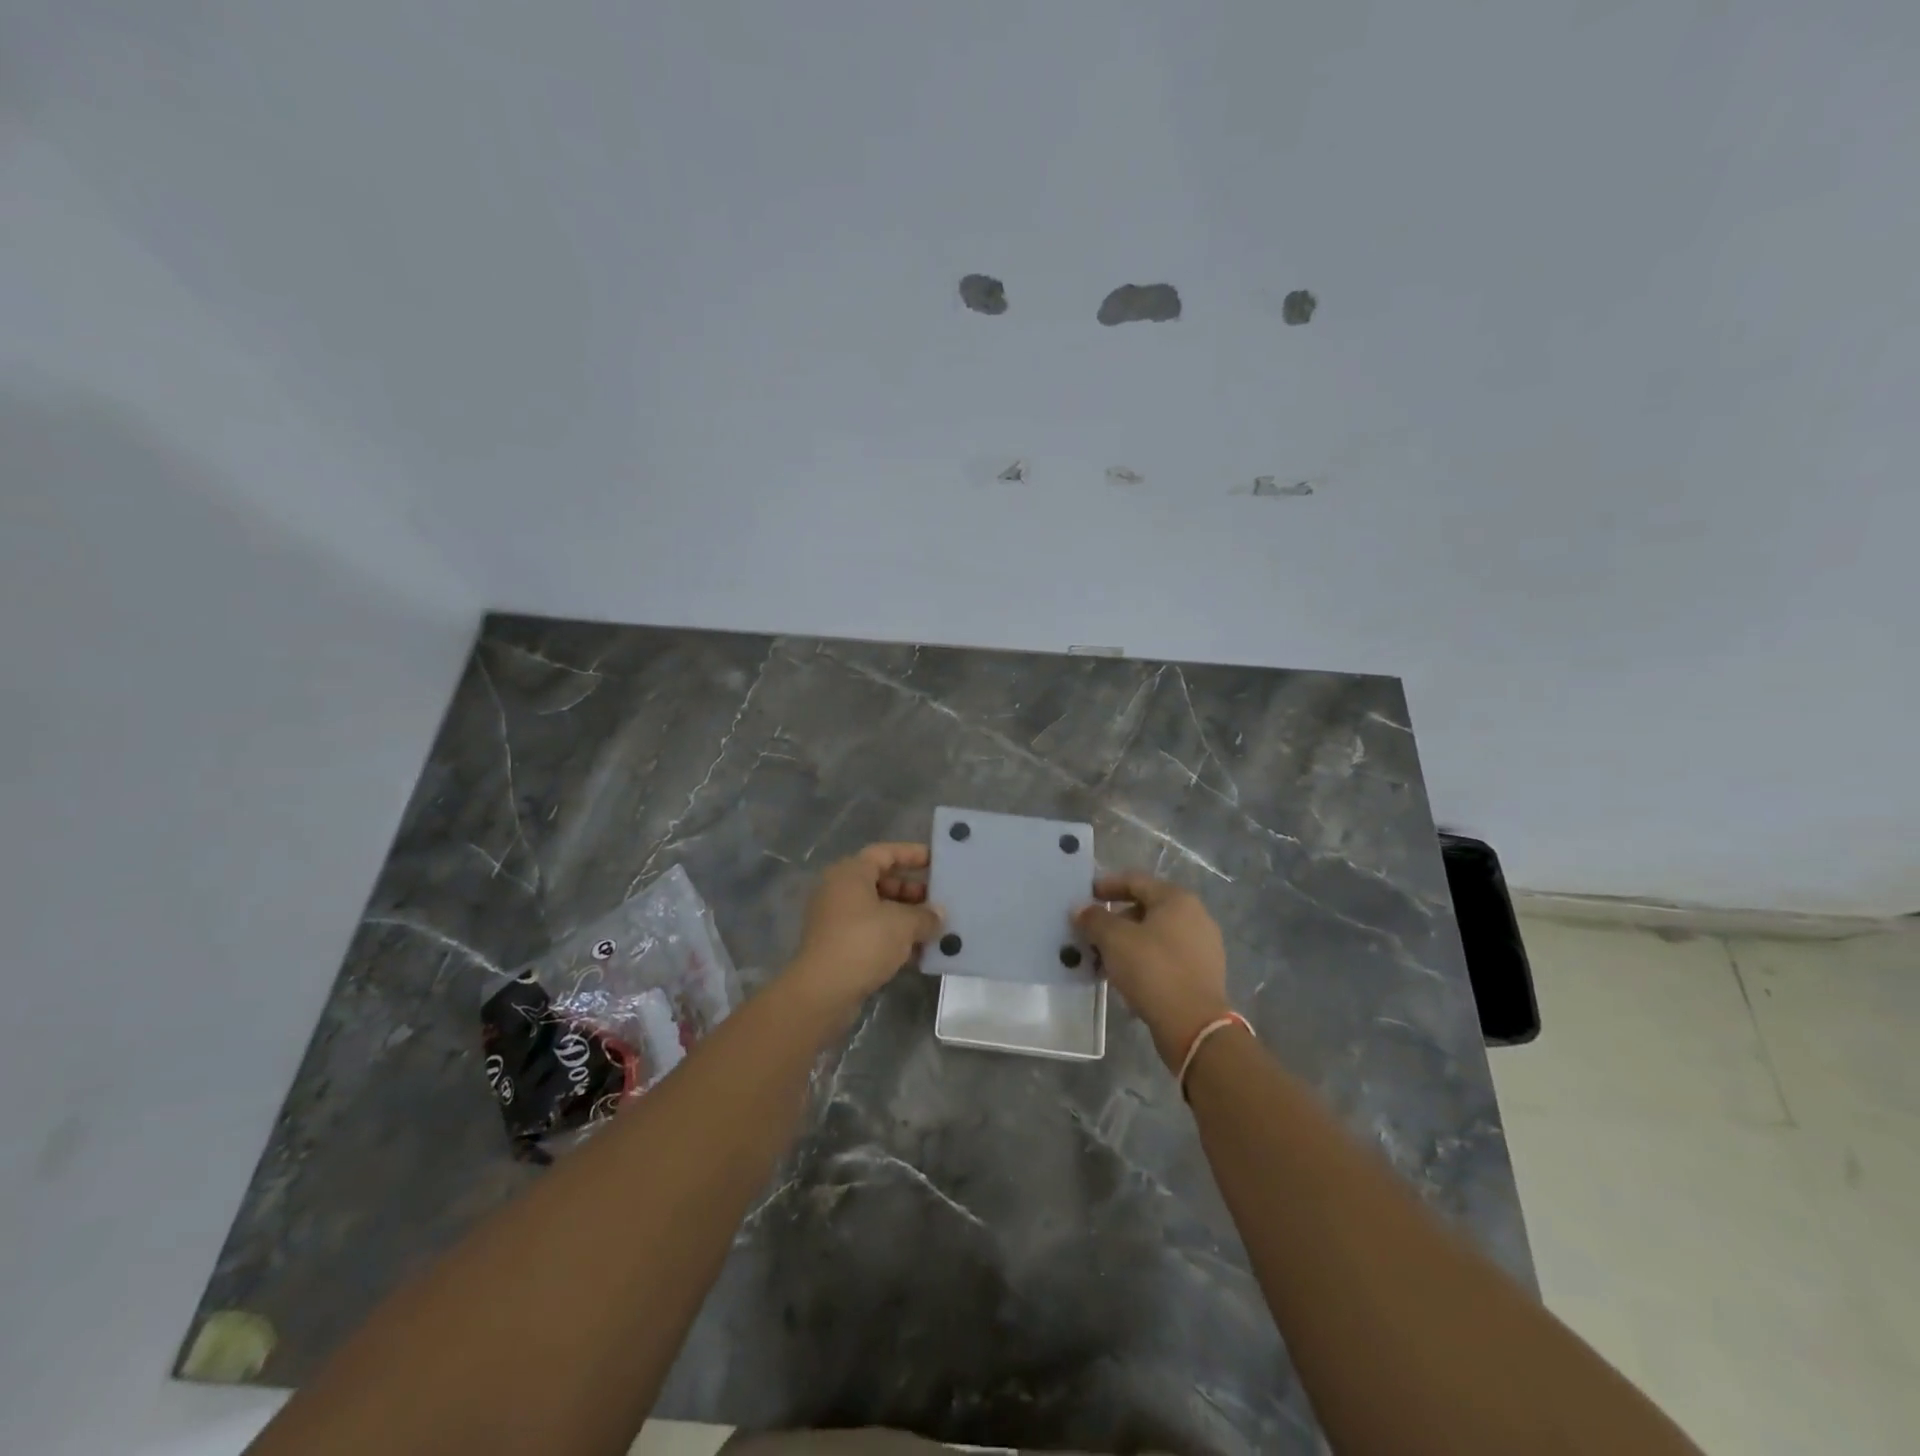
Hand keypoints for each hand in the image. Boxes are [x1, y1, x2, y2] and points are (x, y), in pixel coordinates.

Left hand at [786, 843, 943, 1011]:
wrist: (823, 991)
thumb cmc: (863, 942)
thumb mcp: (903, 924)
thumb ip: (925, 915)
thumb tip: (939, 914)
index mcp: (850, 873)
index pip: (885, 853)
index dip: (912, 854)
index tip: (937, 862)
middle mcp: (839, 890)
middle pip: (882, 881)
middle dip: (913, 891)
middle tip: (939, 901)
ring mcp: (836, 920)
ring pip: (878, 910)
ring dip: (906, 917)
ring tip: (935, 928)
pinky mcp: (838, 946)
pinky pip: (871, 933)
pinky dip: (893, 938)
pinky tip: (919, 952)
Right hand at [1076, 872, 1231, 1071]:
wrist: (1194, 1026)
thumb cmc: (1153, 970)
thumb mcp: (1114, 940)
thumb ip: (1094, 919)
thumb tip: (1080, 909)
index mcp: (1177, 899)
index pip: (1135, 881)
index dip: (1107, 885)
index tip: (1085, 896)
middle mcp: (1195, 916)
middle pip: (1146, 908)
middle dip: (1115, 919)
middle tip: (1090, 932)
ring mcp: (1202, 946)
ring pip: (1155, 935)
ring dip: (1127, 943)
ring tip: (1102, 959)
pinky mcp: (1202, 974)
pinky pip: (1166, 958)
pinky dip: (1143, 961)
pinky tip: (1125, 978)